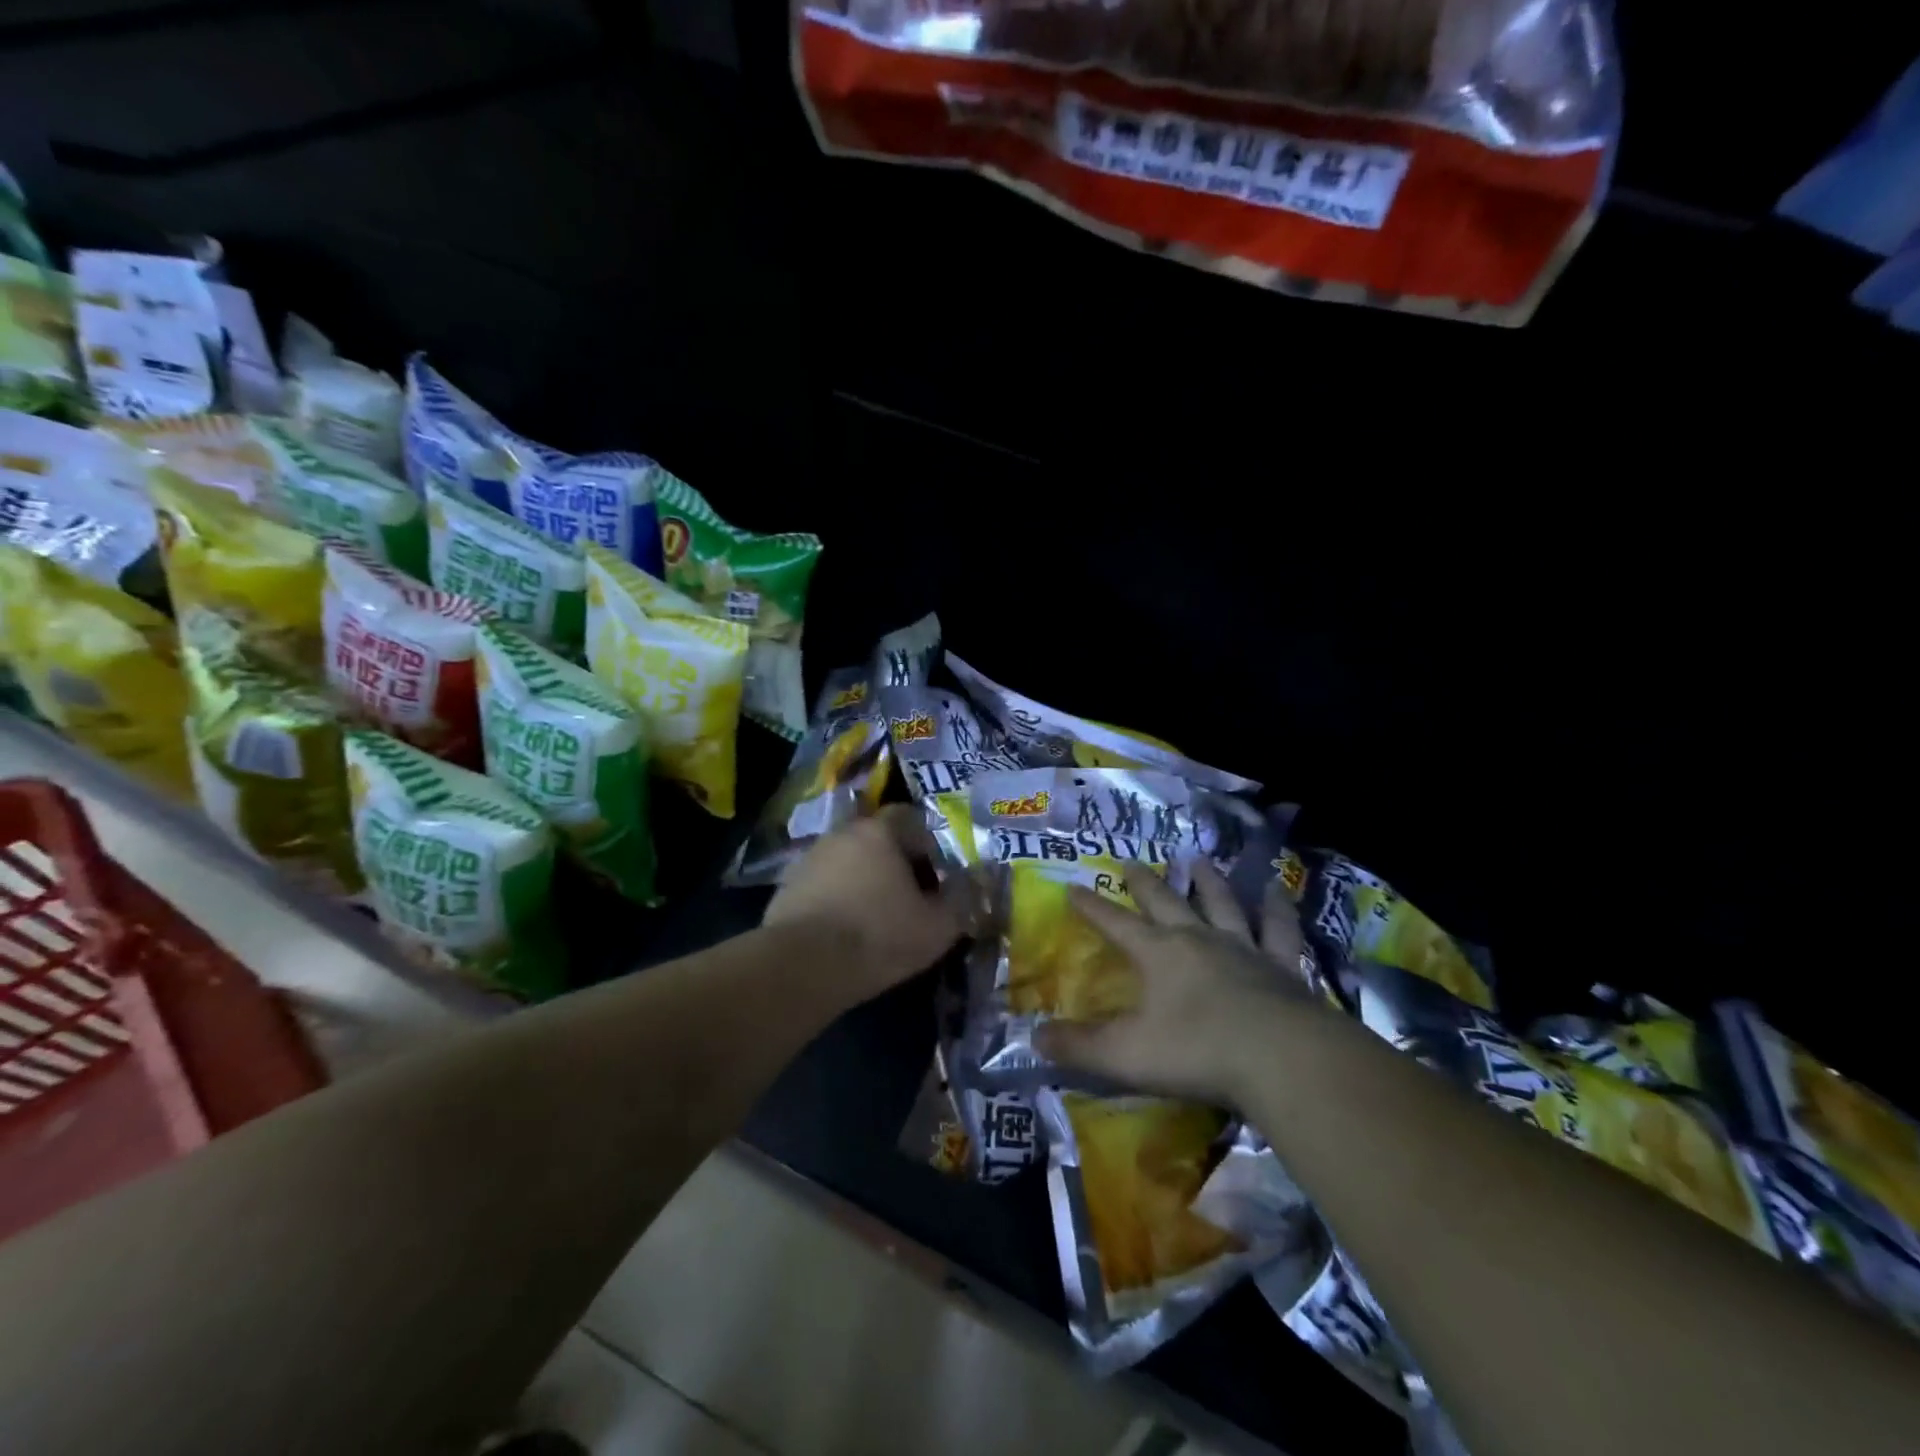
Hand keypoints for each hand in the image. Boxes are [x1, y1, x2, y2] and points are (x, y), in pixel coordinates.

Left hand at [763, 805, 965, 1008]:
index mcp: (880, 831)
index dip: (929, 844)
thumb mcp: (938, 926)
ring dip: (865, 880)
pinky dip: (838, 898)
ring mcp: (810, 858)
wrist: (801, 967)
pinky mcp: (786, 887)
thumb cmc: (878, 937)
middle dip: (897, 863)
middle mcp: (842, 833)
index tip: (939, 875)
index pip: (911, 818)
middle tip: (912, 897)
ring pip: (849, 861)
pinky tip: (845, 929)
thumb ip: (963, 899)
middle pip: (878, 839)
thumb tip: (977, 882)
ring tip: (878, 916)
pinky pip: (824, 885)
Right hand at [1037, 861, 1318, 1105]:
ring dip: (1207, 882)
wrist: (1282, 1058)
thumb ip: (1079, 1046)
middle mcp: (1198, 939)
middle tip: (1131, 861)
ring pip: (1221, 903)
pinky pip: (1278, 929)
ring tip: (1198, 860)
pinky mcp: (1282, 966)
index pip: (1115, 923)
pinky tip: (1276, 889)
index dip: (1092, 906)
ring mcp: (1243, 948)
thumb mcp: (1125, 1054)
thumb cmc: (1197, 1053)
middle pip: (1165, 902)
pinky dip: (1276, 908)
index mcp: (1158, 954)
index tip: (1073, 887)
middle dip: (1144, 883)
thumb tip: (1034, 1038)